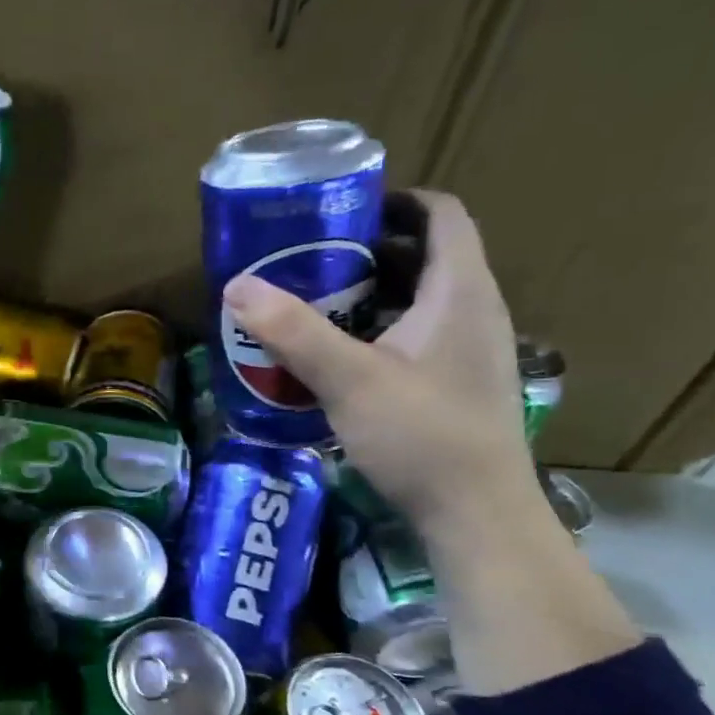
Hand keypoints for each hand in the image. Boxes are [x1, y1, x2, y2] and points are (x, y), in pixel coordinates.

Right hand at [221, 190, 534, 537]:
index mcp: (460, 291)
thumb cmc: (421, 435)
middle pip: (428, 255)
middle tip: (311, 259)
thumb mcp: (349, 380)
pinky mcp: (461, 384)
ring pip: (423, 300)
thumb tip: (237, 286)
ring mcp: (472, 351)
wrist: (477, 514)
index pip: (441, 214)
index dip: (395, 201)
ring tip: (317, 304)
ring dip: (374, 293)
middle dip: (370, 250)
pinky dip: (383, 330)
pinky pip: (421, 336)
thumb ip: (293, 331)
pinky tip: (343, 358)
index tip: (341, 210)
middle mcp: (476, 311)